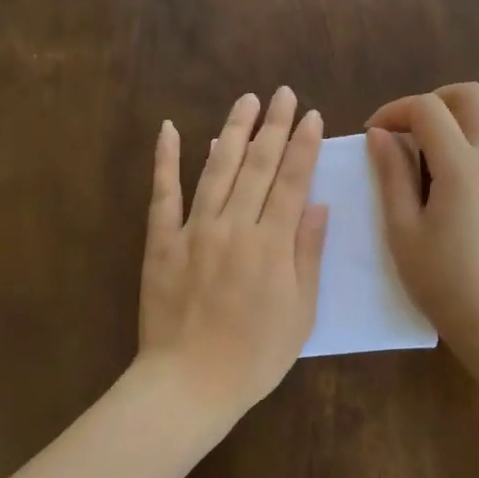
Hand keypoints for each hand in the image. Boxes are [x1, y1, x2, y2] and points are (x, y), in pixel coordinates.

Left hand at [138, 87, 329, 421]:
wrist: (189, 384)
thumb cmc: (255, 356)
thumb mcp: (300, 313)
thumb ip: (307, 255)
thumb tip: (317, 205)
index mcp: (271, 246)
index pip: (291, 183)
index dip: (302, 146)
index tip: (309, 115)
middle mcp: (233, 227)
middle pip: (257, 167)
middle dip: (272, 126)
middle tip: (282, 93)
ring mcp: (193, 231)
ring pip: (216, 169)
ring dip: (231, 131)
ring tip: (245, 101)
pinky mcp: (161, 242)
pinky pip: (163, 194)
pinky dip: (166, 160)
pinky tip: (171, 130)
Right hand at [366, 82, 478, 370]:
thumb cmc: (440, 279)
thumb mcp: (402, 229)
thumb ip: (391, 175)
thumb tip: (379, 134)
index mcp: (461, 166)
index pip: (427, 110)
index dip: (394, 111)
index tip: (373, 133)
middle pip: (471, 95)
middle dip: (434, 100)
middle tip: (408, 130)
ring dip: (472, 112)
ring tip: (445, 139)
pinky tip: (477, 161)